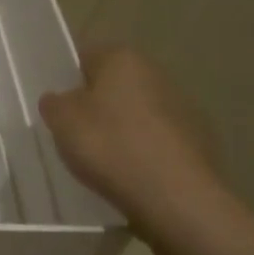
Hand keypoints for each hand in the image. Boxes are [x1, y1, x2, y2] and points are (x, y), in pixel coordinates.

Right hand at [39, 47, 217, 217]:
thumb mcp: (62, 121)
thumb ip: (55, 103)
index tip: (57, 106)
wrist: (176, 197)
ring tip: (101, 159)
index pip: (86, 56)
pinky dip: (143, 151)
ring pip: (137, 112)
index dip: (68, 80)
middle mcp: (157, 73)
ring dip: (121, 128)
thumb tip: (60, 98)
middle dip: (96, 104)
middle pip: (115, 84)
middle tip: (74, 133)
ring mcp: (184, 107)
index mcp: (122, 59)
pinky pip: (157, 140)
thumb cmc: (110, 146)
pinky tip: (130, 174)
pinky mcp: (198, 141)